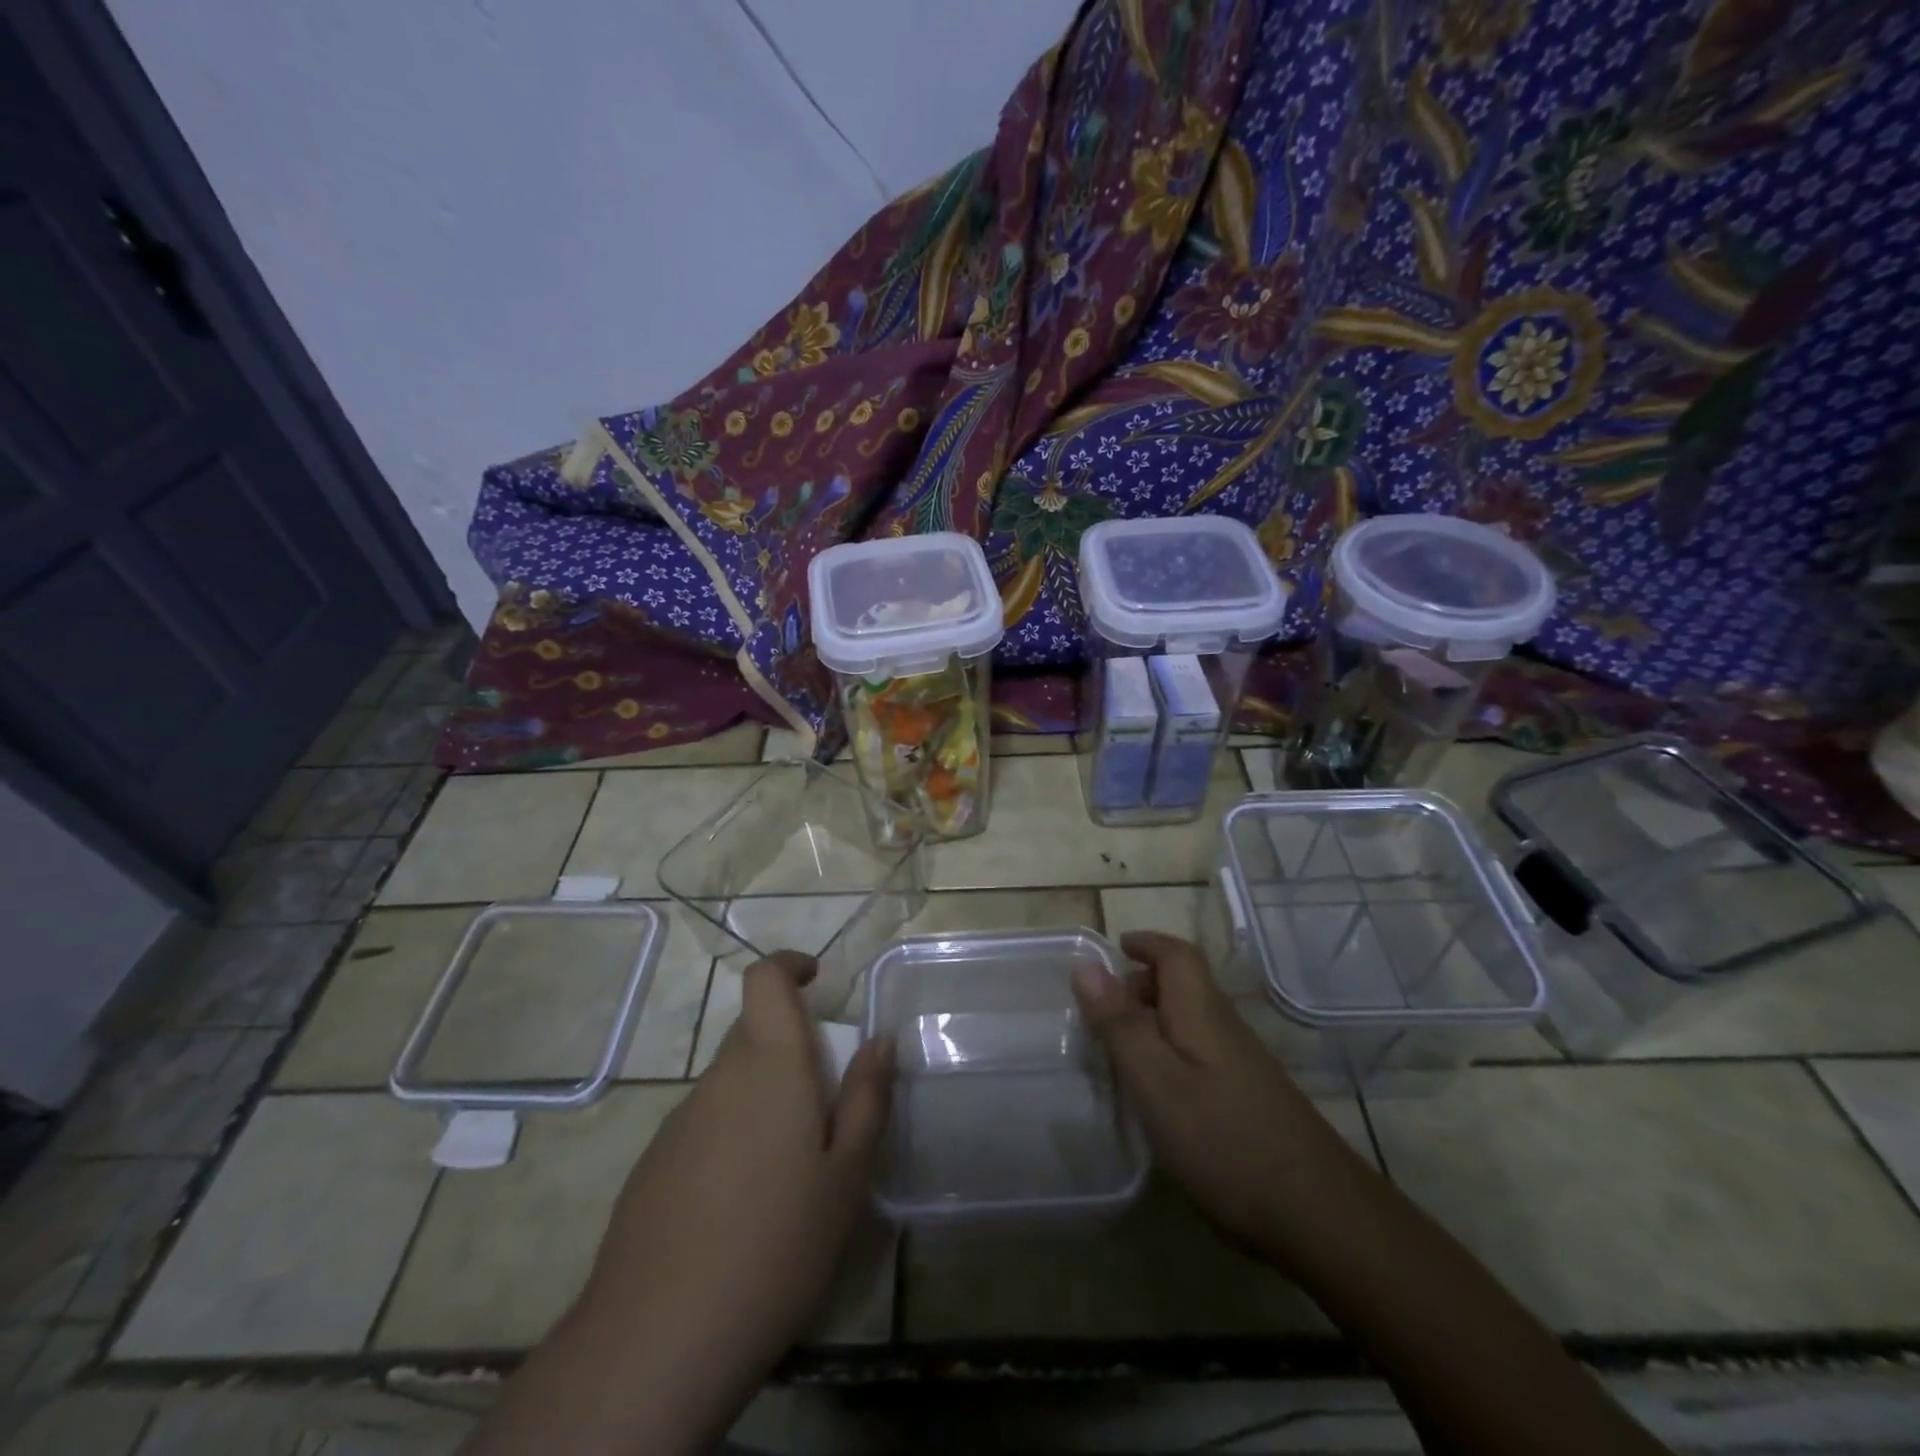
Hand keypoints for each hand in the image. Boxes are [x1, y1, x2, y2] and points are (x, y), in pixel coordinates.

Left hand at [567, 951, 891, 1448]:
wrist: (657, 1340)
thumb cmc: (776, 1244)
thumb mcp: (847, 1176)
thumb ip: (867, 1098)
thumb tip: (879, 1039)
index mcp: (769, 1065)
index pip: (765, 980)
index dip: (789, 966)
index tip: (818, 981)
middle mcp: (719, 1078)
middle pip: (753, 1033)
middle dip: (792, 1049)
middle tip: (826, 1107)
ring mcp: (678, 1121)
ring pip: (731, 1083)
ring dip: (764, 1099)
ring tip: (791, 1172)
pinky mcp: (652, 1165)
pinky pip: (705, 1125)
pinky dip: (733, 1137)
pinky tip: (743, 1208)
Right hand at [1071, 931, 1352, 1261]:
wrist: (1319, 1216)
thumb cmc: (1224, 1140)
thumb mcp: (1156, 1081)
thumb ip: (1120, 1024)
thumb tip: (1086, 966)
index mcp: (1201, 1012)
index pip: (1178, 955)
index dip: (1148, 943)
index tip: (1115, 947)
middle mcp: (1225, 1028)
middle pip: (1184, 986)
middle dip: (1142, 984)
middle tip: (1102, 1011)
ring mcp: (1242, 1066)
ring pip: (1191, 1022)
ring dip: (1153, 1021)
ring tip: (1119, 1054)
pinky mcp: (1249, 1099)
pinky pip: (1200, 1054)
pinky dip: (1170, 1054)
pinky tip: (1158, 1095)